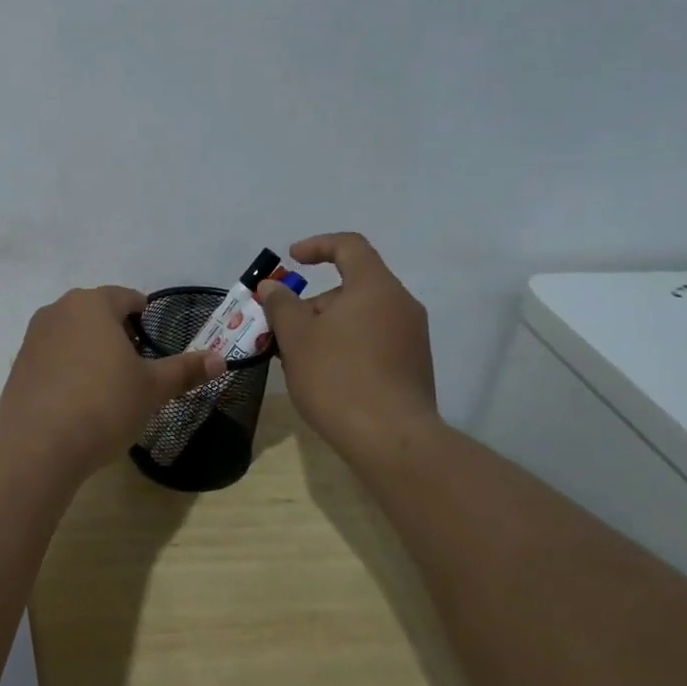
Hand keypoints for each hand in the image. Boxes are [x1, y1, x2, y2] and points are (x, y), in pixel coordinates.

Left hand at [0, 286, 225, 482]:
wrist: (37, 445)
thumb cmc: (103, 405)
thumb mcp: (152, 389)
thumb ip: (185, 370)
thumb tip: (219, 359)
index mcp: (93, 304)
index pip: (126, 298)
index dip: (144, 316)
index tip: (154, 340)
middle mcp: (59, 310)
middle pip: (97, 313)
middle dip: (118, 333)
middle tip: (137, 365)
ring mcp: (34, 337)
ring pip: (73, 334)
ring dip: (92, 350)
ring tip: (109, 385)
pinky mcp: (19, 366)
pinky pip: (53, 357)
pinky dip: (69, 369)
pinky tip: (79, 400)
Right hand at [257, 233, 439, 468]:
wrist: (392, 439)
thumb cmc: (338, 378)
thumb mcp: (296, 337)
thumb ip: (281, 305)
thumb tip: (273, 287)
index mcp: (375, 287)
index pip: (349, 246)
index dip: (317, 246)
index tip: (291, 261)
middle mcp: (401, 305)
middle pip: (352, 287)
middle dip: (313, 303)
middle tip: (283, 330)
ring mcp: (412, 338)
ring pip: (361, 317)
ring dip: (326, 328)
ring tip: (297, 359)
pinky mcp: (413, 367)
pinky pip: (374, 341)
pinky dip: (346, 346)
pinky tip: (324, 377)